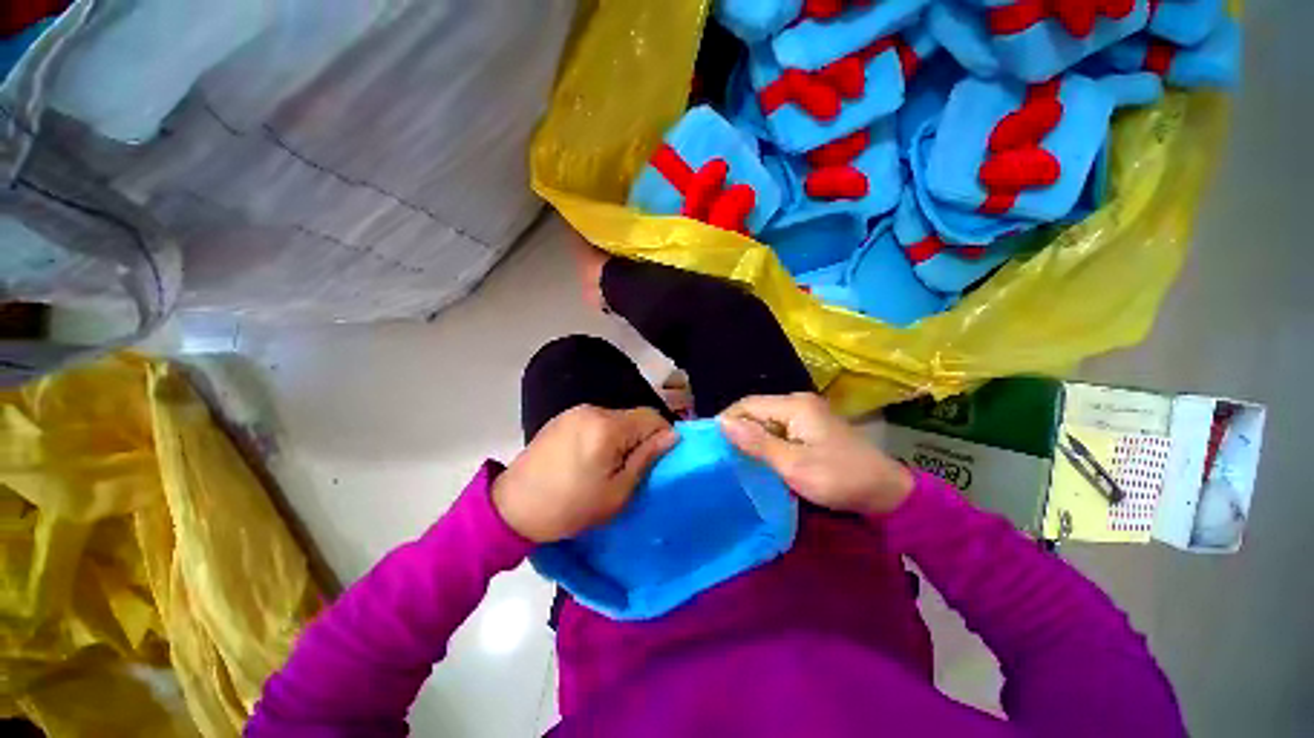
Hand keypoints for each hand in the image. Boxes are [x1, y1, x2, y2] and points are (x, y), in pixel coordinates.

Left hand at [493, 405, 677, 542]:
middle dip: (641, 438)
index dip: (662, 436)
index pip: (652, 416)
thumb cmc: (570, 507)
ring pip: (617, 418)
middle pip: (634, 416)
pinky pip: (598, 420)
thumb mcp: (617, 493)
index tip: (657, 461)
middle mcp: (593, 409)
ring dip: (623, 437)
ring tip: (610, 466)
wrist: (512, 508)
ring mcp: (576, 411)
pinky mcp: (564, 417)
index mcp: (607, 427)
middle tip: (633, 468)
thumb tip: (672, 436)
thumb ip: (647, 458)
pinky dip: (605, 435)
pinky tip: (591, 458)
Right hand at [719, 393, 912, 515]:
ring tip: (735, 458)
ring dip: (751, 437)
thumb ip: (757, 443)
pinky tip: (759, 458)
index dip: (727, 420)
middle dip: (738, 430)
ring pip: (766, 420)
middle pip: (756, 410)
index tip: (711, 443)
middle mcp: (798, 403)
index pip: (747, 404)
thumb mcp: (794, 465)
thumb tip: (722, 423)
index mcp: (794, 405)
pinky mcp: (812, 428)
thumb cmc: (839, 479)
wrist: (887, 494)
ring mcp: (807, 414)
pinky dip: (766, 441)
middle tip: (722, 455)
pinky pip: (779, 429)